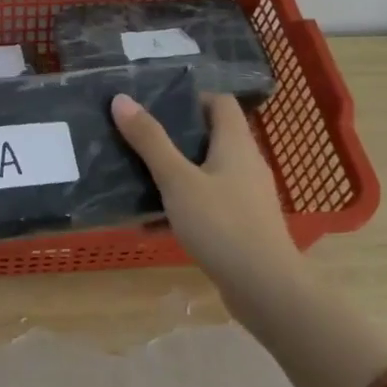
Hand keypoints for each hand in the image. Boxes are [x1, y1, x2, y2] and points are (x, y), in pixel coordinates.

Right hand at [110, 92, 303, 331]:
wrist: (265, 287)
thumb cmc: (221, 224)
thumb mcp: (177, 180)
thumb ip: (150, 141)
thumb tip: (121, 99)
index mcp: (236, 143)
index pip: (219, 102)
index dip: (190, 99)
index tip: (155, 108)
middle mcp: (246, 163)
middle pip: (210, 137)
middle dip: (173, 138)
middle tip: (137, 141)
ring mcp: (246, 196)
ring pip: (206, 172)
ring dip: (175, 174)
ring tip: (138, 179)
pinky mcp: (242, 224)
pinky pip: (208, 203)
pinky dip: (183, 205)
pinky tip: (152, 223)